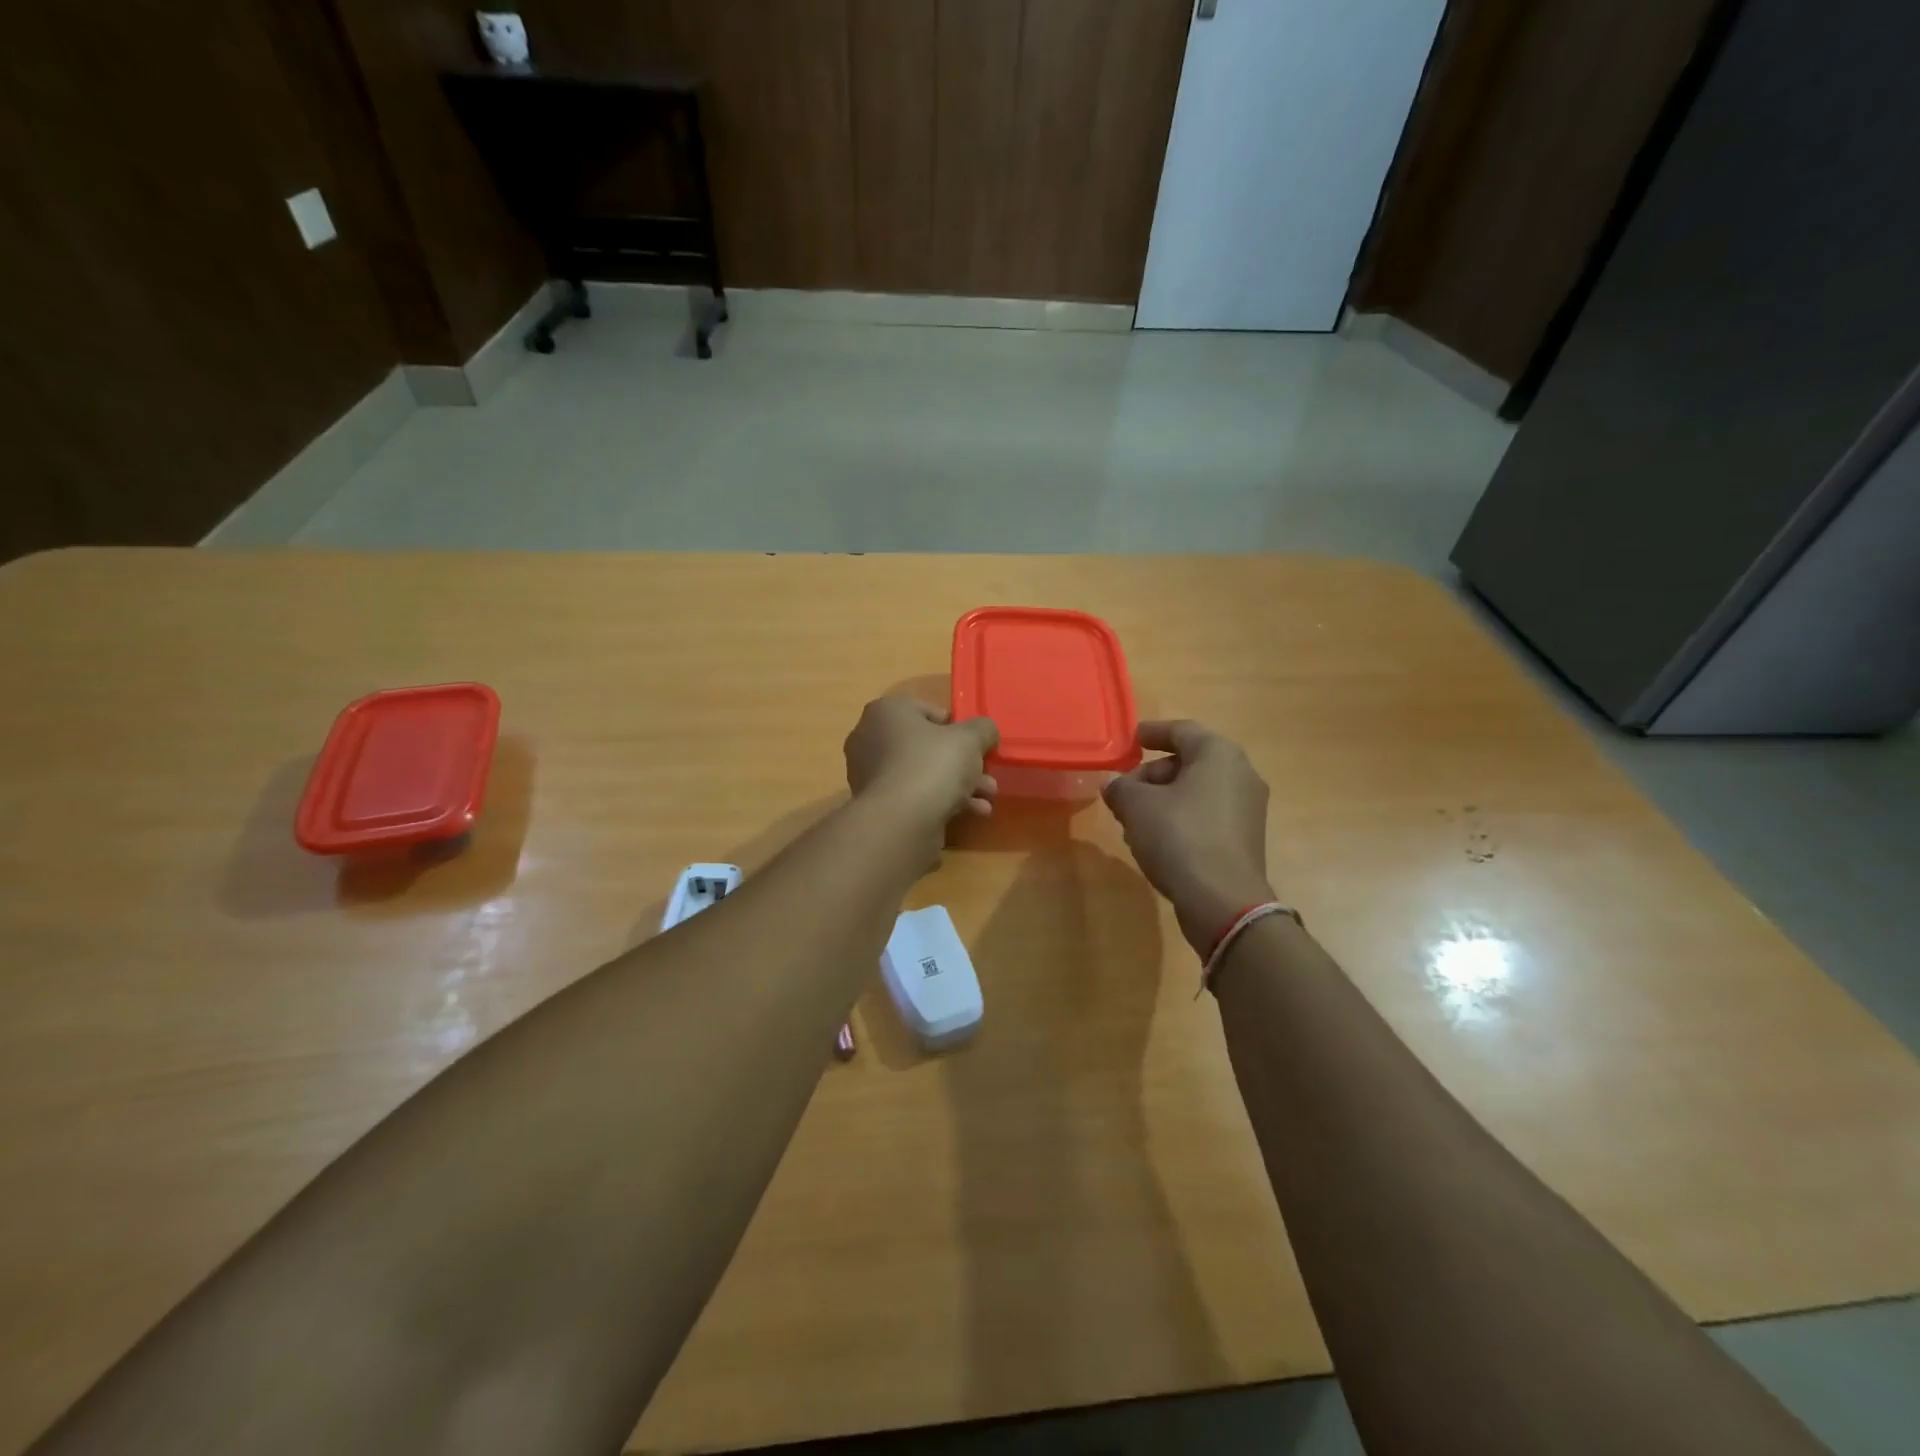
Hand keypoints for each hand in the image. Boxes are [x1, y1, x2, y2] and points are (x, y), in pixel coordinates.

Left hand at [844, 696, 998, 830]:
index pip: (927, 711)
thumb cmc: (933, 765)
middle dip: (962, 762)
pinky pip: (915, 796)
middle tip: (987, 775)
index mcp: (886, 712)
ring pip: (924, 773)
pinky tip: (973, 813)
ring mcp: (871, 775)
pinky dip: (943, 801)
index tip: (975, 744)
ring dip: (959, 784)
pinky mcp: (878, 806)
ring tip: (987, 797)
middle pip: (927, 746)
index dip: (956, 727)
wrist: (901, 822)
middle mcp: (870, 739)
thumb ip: (982, 729)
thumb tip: (985, 732)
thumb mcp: (970, 738)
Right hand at [1103, 720, 1274, 953]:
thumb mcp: (1136, 806)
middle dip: (1151, 775)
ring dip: (1162, 801)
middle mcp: (1240, 774)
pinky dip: (1179, 820)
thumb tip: (1114, 786)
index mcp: (1218, 754)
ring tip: (1132, 821)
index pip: (1181, 730)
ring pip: (1195, 792)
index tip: (1130, 740)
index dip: (1151, 733)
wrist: (1222, 901)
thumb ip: (1120, 787)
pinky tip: (1154, 842)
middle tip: (1123, 792)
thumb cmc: (1179, 836)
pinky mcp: (1244, 839)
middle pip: (1188, 763)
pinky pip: (1206, 816)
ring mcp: (1247, 809)